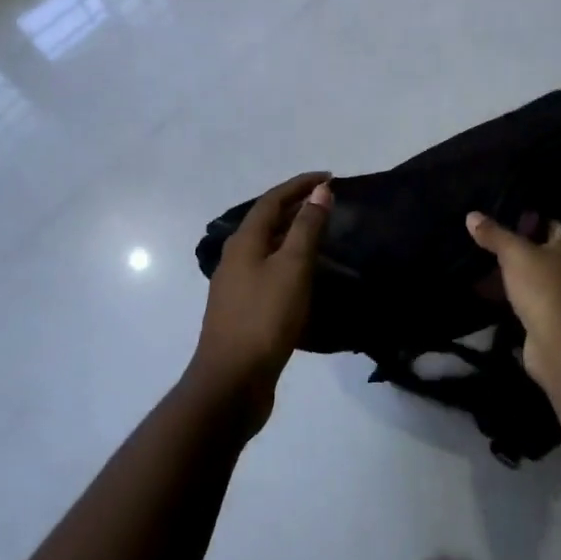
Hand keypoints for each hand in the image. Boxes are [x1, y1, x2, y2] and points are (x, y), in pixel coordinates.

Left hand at [191, 172, 332, 428]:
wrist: (232, 383)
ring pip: (268, 248)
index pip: (272, 200)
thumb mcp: (292, 268)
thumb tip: (320, 190)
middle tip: (329, 201)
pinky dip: (290, 261)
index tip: (329, 177)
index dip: (300, 185)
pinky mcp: (244, 310)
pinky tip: (307, 275)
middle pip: (267, 221)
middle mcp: (235, 258)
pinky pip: (270, 272)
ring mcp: (237, 286)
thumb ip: (307, 227)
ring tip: (323, 232)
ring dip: (293, 234)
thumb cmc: (264, 318)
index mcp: (244, 242)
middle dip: (296, 206)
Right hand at [466, 211, 560, 390]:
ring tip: (485, 272)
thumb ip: (493, 234)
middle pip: (542, 252)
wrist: (559, 344)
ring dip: (515, 277)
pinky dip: (517, 297)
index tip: (498, 226)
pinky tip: (494, 296)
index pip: (549, 224)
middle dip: (515, 252)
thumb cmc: (542, 287)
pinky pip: (535, 299)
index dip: (524, 223)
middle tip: (488, 248)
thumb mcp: (513, 253)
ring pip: (537, 277)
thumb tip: (471, 216)